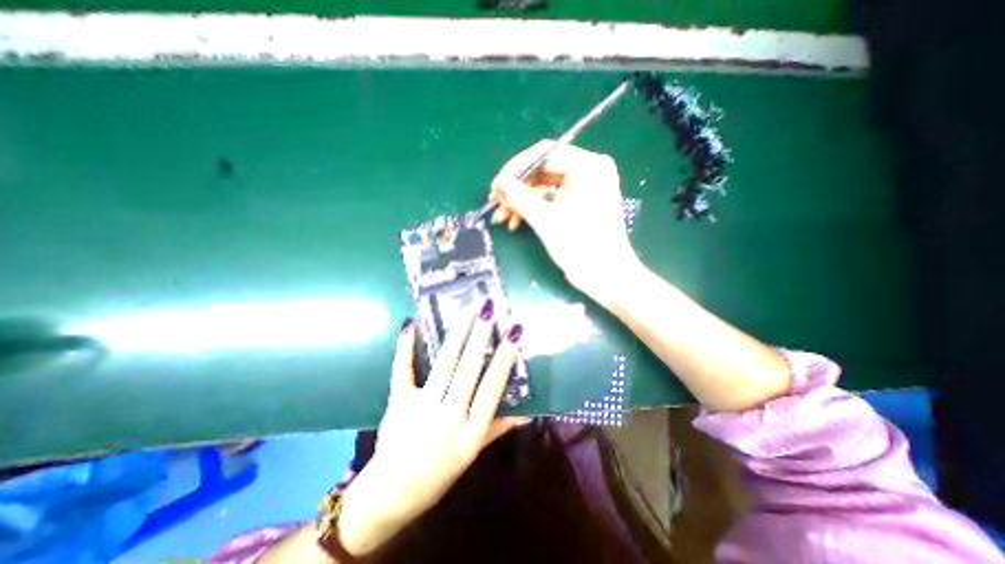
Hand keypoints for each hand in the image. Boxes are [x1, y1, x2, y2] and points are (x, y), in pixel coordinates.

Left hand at [336, 303, 526, 555]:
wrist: (391, 494)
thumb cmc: (440, 473)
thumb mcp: (473, 453)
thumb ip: (498, 427)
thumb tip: (528, 412)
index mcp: (470, 432)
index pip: (492, 388)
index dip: (504, 359)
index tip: (513, 334)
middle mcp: (449, 416)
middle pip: (468, 369)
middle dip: (480, 336)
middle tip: (488, 308)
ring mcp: (421, 408)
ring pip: (444, 364)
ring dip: (457, 334)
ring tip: (468, 310)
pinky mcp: (398, 403)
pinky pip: (402, 371)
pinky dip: (405, 348)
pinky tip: (410, 325)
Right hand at [490, 139, 643, 300]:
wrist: (605, 276)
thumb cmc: (579, 247)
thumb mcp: (545, 221)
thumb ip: (519, 197)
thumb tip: (498, 183)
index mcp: (587, 166)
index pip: (543, 155)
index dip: (515, 169)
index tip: (496, 186)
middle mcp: (589, 169)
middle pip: (543, 169)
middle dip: (517, 188)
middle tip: (496, 203)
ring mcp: (587, 185)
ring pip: (544, 185)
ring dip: (522, 200)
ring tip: (502, 217)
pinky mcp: (582, 200)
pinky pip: (552, 196)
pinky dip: (535, 207)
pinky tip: (516, 221)